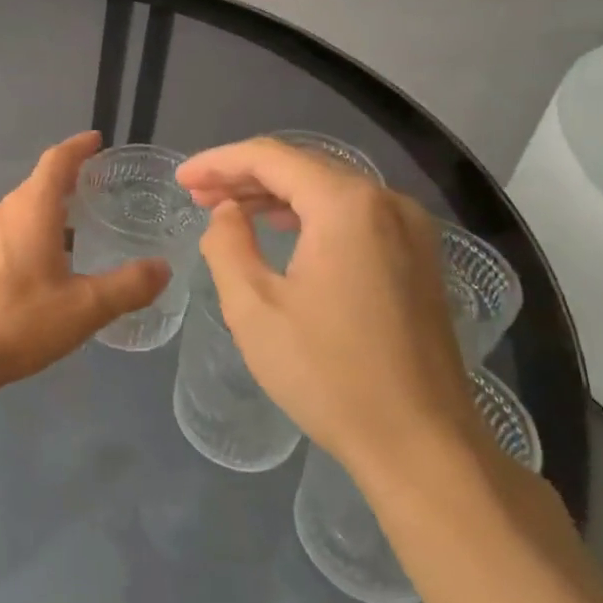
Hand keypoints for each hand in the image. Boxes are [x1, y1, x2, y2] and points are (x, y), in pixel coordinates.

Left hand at [0, 132, 169, 388]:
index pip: (57, 161)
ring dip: (47, 208)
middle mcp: (3, 212)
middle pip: (37, 184)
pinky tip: (42, 259)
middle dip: (66, 180)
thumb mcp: (84, 308)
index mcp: (31, 210)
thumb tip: (163, 267)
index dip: (78, 147)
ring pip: (21, 210)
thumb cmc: (19, 320)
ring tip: (74, 223)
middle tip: (96, 187)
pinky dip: (30, 231)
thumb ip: (127, 286)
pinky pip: (7, 231)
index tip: (97, 139)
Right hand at [176, 138, 481, 481]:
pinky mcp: (418, 257)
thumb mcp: (254, 308)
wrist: (421, 445)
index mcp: (346, 205)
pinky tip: (282, 231)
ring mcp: (410, 229)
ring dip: (275, 195)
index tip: (180, 181)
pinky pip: (354, 214)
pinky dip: (310, 215)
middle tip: (197, 195)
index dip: (218, 163)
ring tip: (228, 210)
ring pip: (329, 189)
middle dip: (244, 176)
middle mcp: (386, 202)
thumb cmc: (328, 375)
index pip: (271, 158)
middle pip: (303, 167)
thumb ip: (227, 245)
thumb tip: (227, 213)